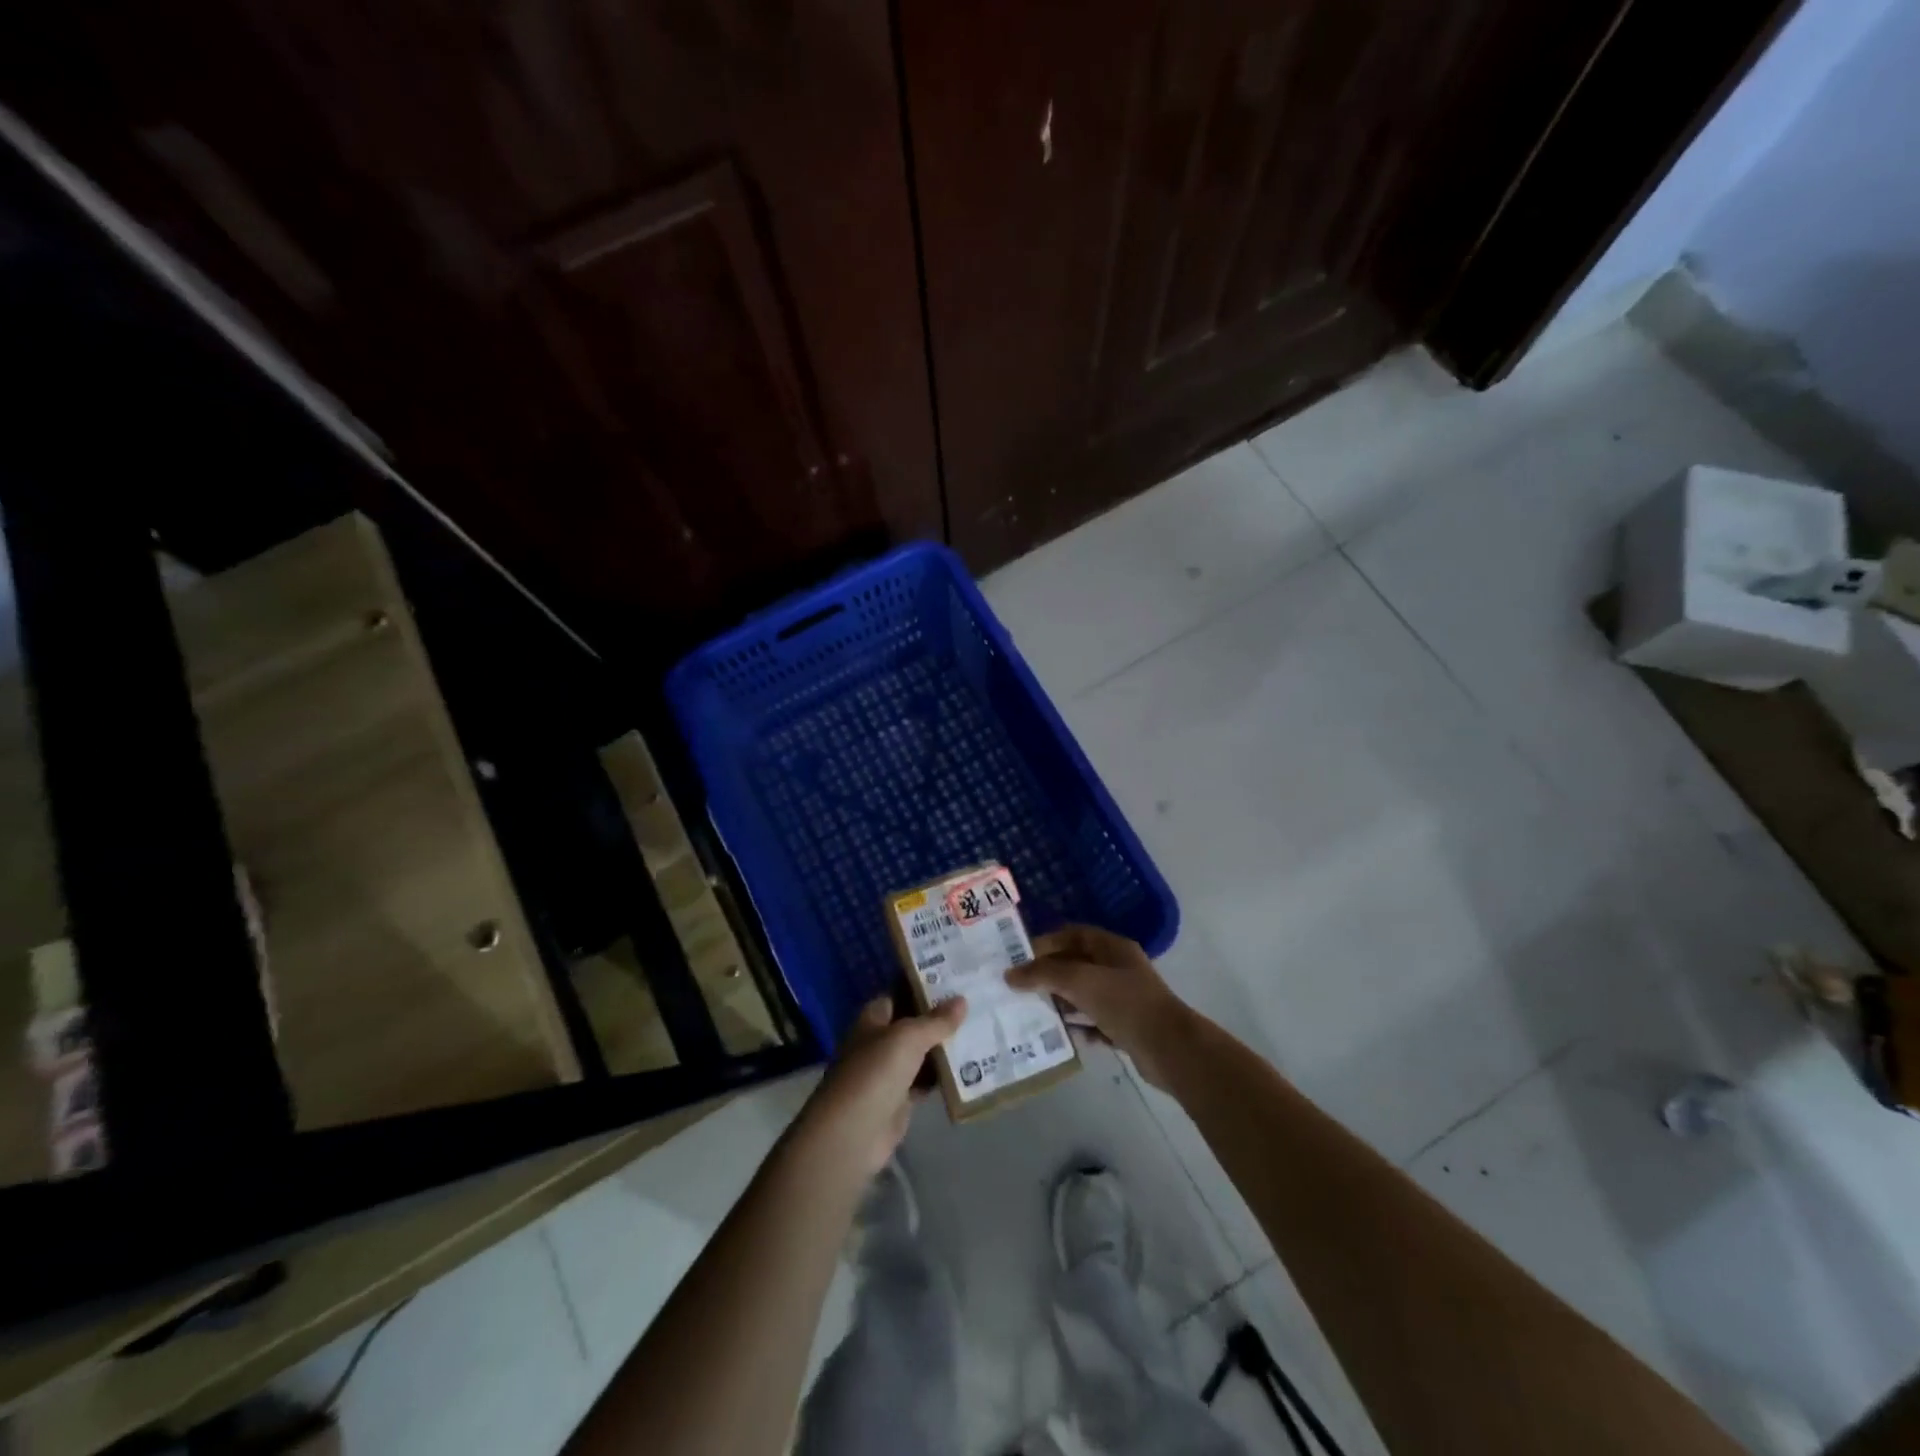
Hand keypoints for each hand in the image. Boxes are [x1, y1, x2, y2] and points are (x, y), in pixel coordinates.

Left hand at [792, 995, 966, 1176]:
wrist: (852, 1133)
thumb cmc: (875, 1072)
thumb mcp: (908, 1038)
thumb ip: (936, 1021)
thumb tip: (962, 1000)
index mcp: (873, 1019)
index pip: (899, 993)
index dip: (924, 986)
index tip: (955, 978)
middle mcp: (880, 1041)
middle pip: (913, 1023)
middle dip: (941, 1016)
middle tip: (977, 1002)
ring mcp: (889, 1072)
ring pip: (922, 1053)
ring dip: (945, 1046)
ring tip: (981, 1029)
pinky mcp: (900, 1099)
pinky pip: (926, 1081)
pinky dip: (944, 1076)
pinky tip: (971, 1067)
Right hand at [1008, 925, 1194, 1088]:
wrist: (1169, 1048)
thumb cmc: (1124, 1003)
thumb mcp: (1079, 981)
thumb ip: (1043, 974)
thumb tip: (1009, 974)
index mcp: (1112, 947)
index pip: (1073, 934)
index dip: (1046, 942)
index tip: (1019, 957)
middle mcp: (1118, 968)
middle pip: (1076, 964)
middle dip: (1049, 974)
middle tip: (1019, 986)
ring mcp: (1124, 998)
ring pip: (1084, 994)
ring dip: (1061, 1001)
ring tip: (1031, 1010)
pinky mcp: (1126, 1026)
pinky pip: (1094, 1021)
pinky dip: (1078, 1026)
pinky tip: (1060, 1034)